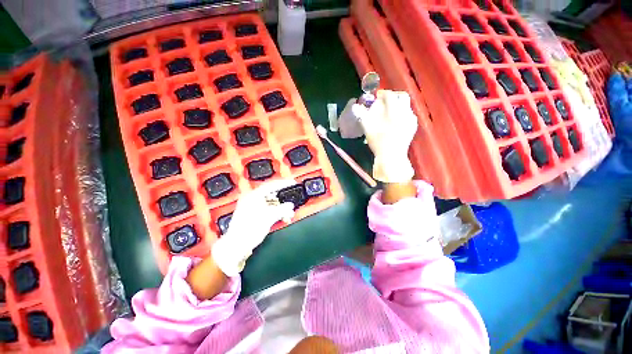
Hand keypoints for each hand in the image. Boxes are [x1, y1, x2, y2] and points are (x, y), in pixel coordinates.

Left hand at [212, 179, 295, 275]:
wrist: (237, 247)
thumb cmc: (250, 230)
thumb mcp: (269, 218)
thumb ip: (281, 209)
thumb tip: (290, 205)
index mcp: (253, 196)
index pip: (271, 185)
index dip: (283, 184)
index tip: (292, 183)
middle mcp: (252, 199)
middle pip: (272, 195)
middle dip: (283, 200)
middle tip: (292, 202)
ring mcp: (252, 207)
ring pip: (271, 204)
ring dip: (281, 208)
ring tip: (289, 214)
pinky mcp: (254, 215)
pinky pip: (268, 210)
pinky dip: (276, 213)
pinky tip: (283, 218)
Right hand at [352, 90, 417, 182]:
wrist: (391, 156)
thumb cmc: (378, 142)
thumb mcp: (368, 128)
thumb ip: (362, 115)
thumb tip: (355, 106)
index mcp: (394, 111)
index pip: (390, 95)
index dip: (383, 93)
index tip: (377, 95)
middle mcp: (405, 112)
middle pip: (402, 96)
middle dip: (393, 96)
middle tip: (385, 101)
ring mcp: (411, 120)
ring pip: (406, 105)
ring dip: (398, 104)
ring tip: (389, 111)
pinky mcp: (413, 127)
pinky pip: (409, 115)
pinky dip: (402, 113)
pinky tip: (396, 121)